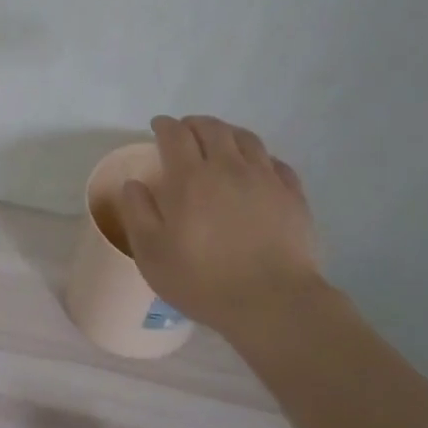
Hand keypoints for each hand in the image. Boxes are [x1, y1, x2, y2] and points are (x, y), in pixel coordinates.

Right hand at [117, 115, 323, 328]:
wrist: (273, 303)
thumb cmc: (202, 280)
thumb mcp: (151, 253)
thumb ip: (137, 212)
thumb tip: (134, 184)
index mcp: (190, 178)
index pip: (175, 134)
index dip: (164, 125)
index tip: (157, 127)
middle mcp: (228, 168)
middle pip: (212, 128)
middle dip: (194, 124)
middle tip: (185, 131)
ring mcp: (265, 179)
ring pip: (246, 139)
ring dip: (227, 133)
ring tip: (219, 142)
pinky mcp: (293, 196)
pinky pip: (276, 163)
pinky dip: (260, 157)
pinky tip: (256, 168)